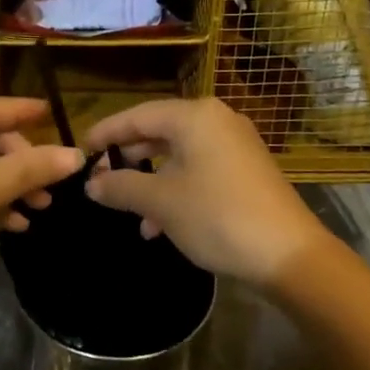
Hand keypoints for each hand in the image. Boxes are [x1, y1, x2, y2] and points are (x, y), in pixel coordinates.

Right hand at [84, 99, 336, 290]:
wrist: (288, 254)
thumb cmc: (217, 216)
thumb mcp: (161, 202)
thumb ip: (121, 187)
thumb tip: (91, 183)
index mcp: (195, 117)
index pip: (137, 115)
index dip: (106, 133)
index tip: (81, 150)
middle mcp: (216, 121)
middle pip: (158, 132)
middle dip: (128, 159)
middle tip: (101, 181)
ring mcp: (235, 145)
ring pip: (178, 155)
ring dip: (151, 181)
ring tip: (128, 212)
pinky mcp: (246, 171)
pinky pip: (199, 170)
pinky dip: (176, 190)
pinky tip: (160, 226)